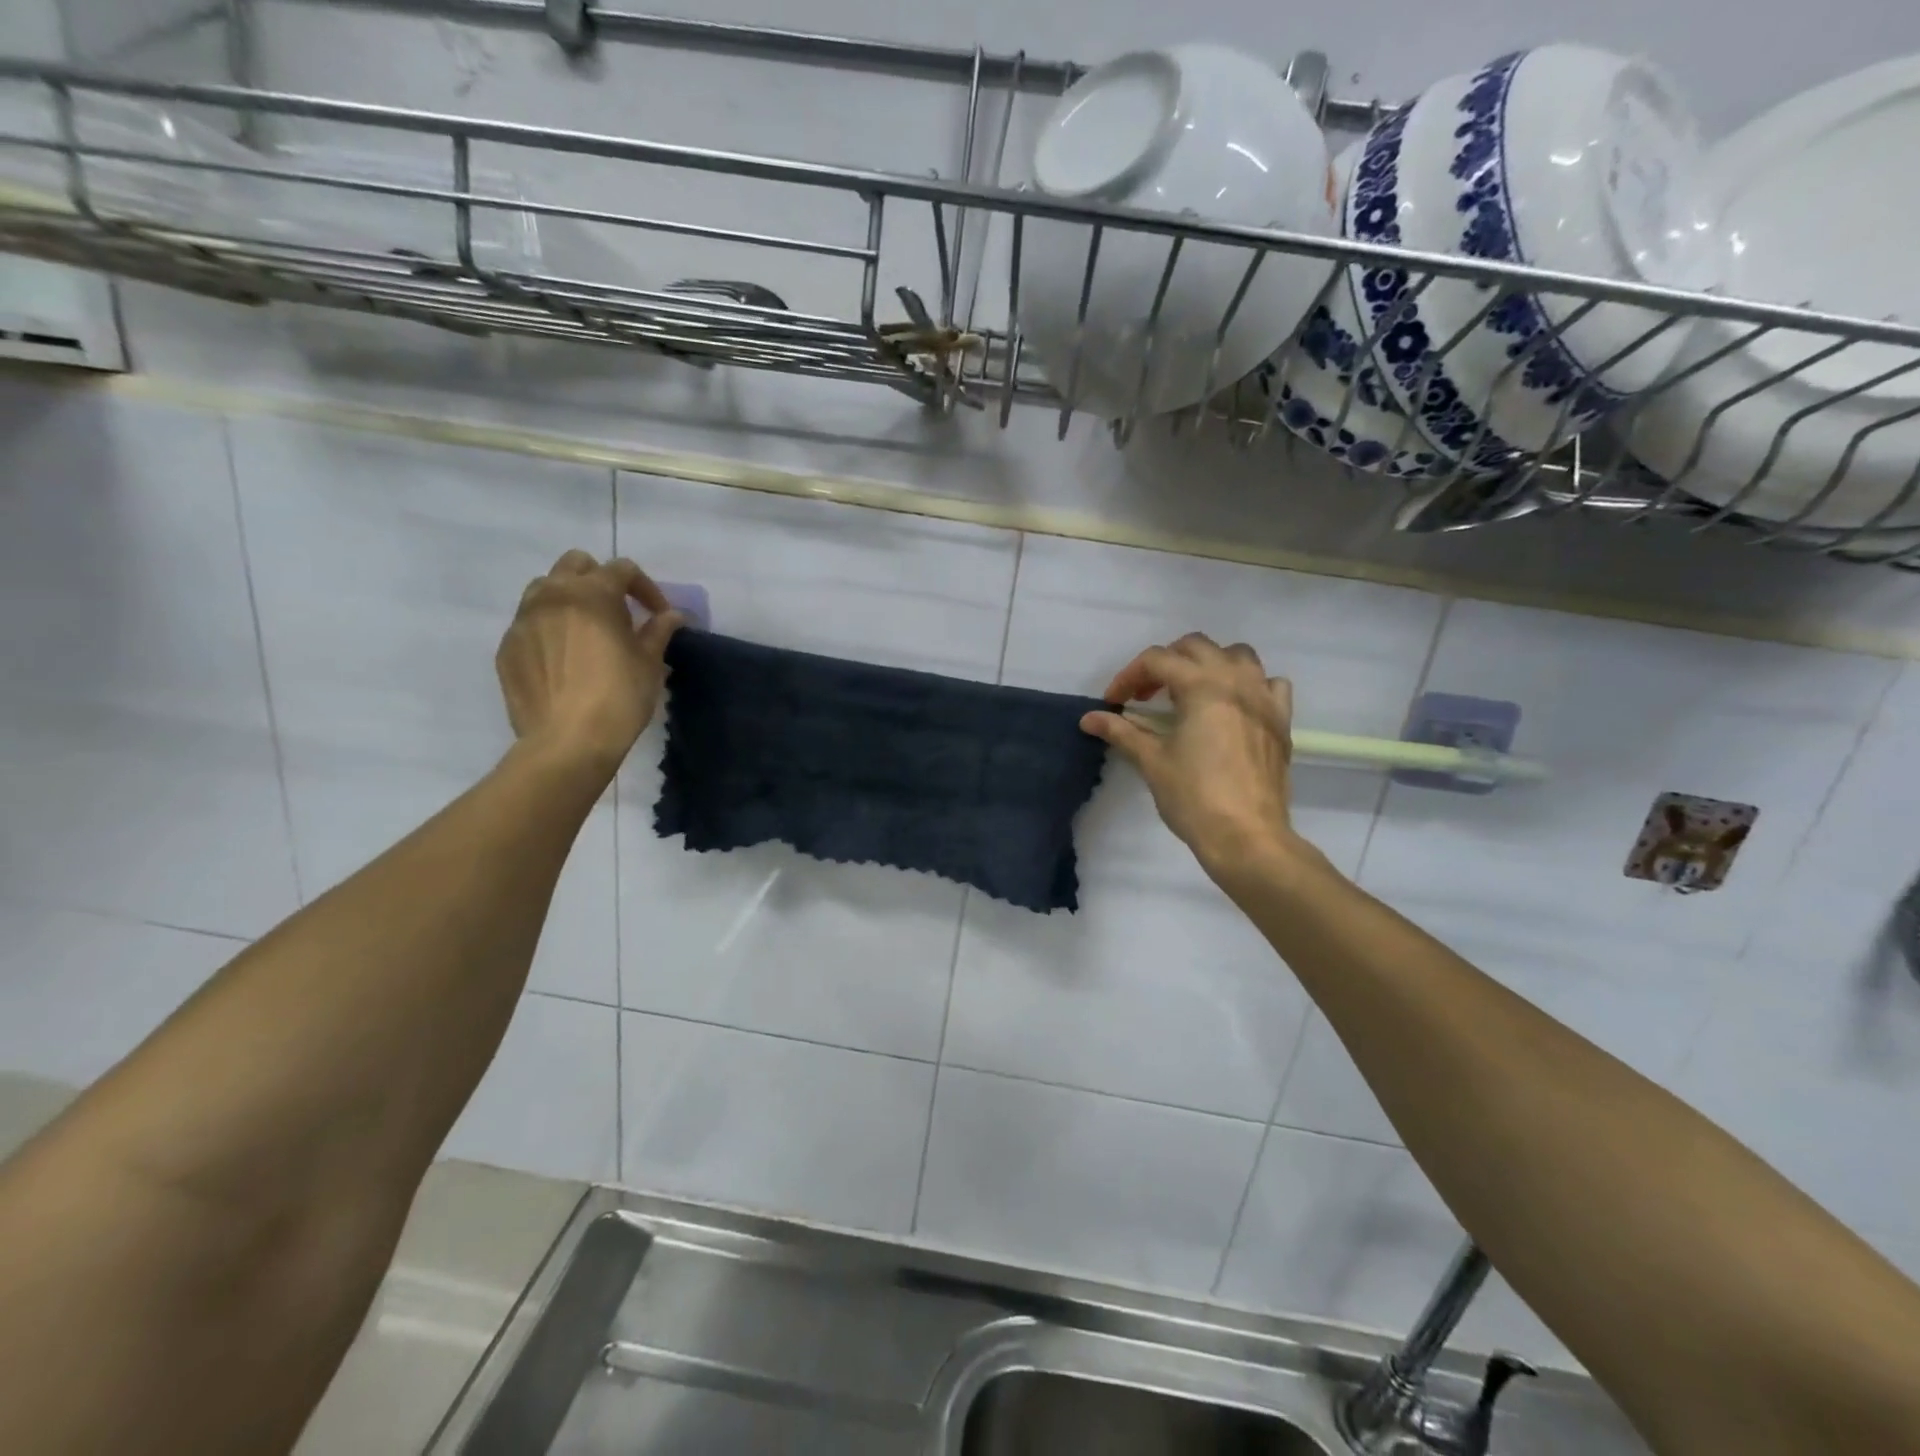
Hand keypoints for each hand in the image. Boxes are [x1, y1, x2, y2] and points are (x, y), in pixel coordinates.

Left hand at [497, 551, 683, 769]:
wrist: (568, 742)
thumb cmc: (619, 697)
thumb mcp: (649, 663)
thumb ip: (658, 631)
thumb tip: (671, 616)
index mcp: (592, 594)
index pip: (622, 569)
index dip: (646, 588)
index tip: (659, 615)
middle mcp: (552, 596)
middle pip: (575, 564)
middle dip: (600, 579)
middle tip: (619, 610)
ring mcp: (523, 621)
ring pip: (544, 588)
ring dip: (568, 597)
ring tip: (586, 629)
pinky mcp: (507, 648)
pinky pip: (529, 623)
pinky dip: (549, 628)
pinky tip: (565, 659)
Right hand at [1081, 634, 1299, 876]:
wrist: (1247, 836)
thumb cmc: (1194, 797)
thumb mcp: (1151, 761)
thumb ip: (1121, 732)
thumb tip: (1089, 719)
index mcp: (1202, 686)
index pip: (1157, 660)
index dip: (1128, 677)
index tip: (1113, 703)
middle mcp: (1236, 681)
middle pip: (1195, 647)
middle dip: (1165, 663)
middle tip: (1145, 695)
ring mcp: (1264, 698)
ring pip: (1237, 656)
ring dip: (1208, 664)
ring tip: (1190, 692)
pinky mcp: (1281, 720)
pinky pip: (1270, 683)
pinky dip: (1249, 684)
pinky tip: (1234, 706)